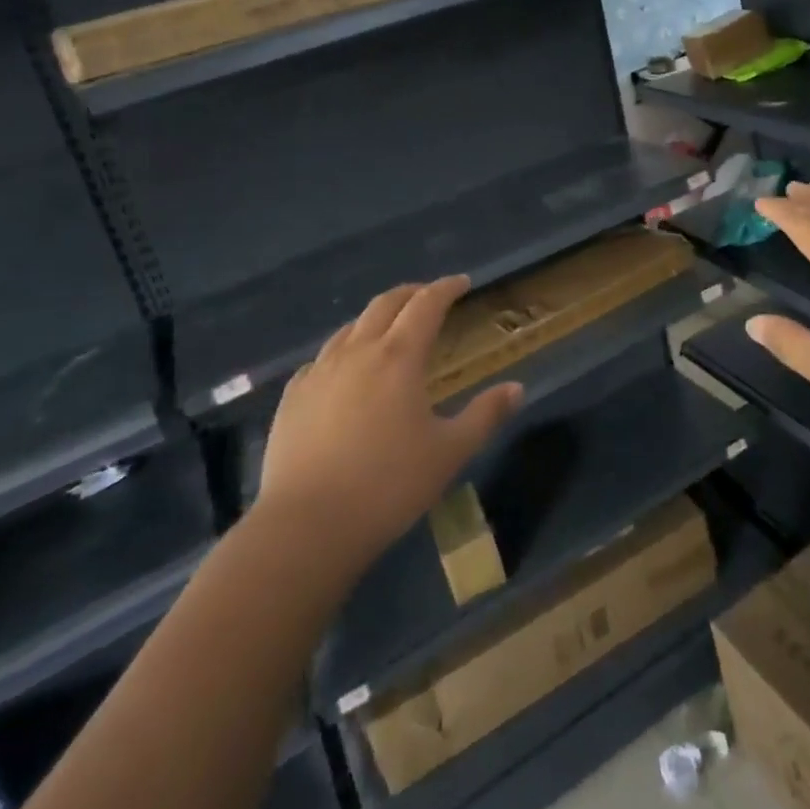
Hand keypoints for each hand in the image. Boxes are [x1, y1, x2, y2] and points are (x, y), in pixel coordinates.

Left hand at [254, 276, 522, 572]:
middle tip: (428, 296)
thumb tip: (516, 388)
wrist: (307, 526)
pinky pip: (322, 358)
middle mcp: (358, 351)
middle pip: (385, 304)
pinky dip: (343, 351)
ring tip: (389, 329)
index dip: (446, 288)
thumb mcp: (449, 452)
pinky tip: (345, 371)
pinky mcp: (293, 396)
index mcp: (399, 357)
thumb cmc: (388, 485)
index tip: (462, 282)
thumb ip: (485, 415)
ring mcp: (319, 372)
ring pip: (350, 327)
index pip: (426, 305)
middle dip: (411, 293)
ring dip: (375, 318)